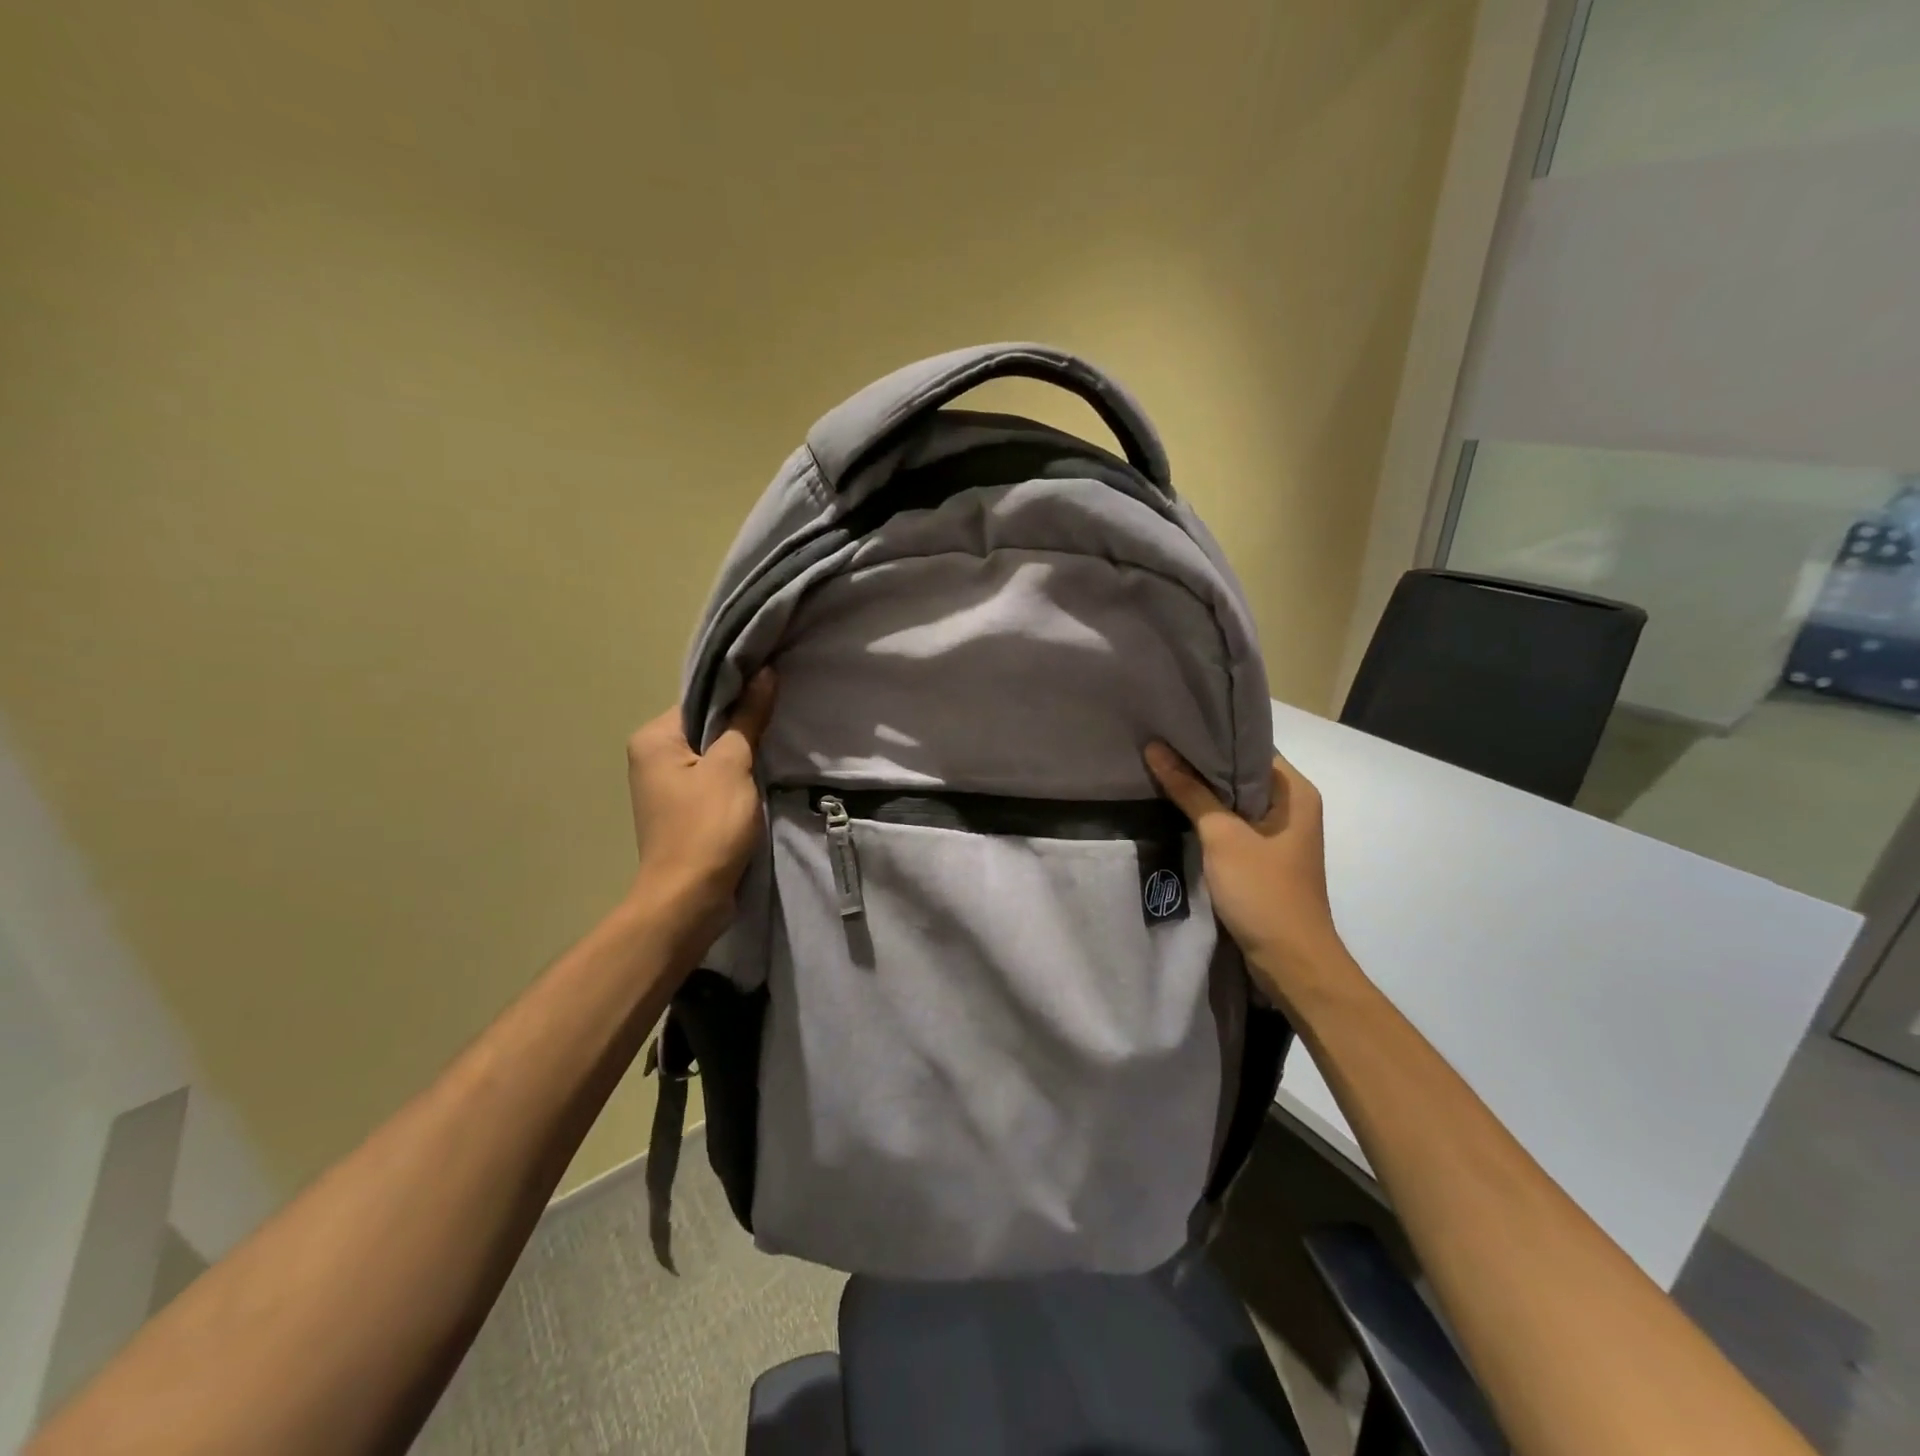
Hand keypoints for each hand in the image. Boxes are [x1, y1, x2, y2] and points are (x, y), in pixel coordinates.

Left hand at [626, 670, 775, 943]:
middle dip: (743, 723)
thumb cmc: (707, 826)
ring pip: (713, 755)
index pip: (701, 699)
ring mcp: (667, 787)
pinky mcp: (684, 811)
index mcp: (653, 739)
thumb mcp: (733, 766)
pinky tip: (764, 775)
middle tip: (783, 715)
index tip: (775, 688)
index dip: (738, 692)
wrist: (690, 898)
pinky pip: (714, 780)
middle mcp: (652, 757)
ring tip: (779, 742)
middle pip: (707, 726)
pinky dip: (738, 777)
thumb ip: (748, 718)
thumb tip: (763, 673)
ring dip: (743, 752)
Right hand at [1144, 743, 1347, 992]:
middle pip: (1241, 773)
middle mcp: (1292, 807)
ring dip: (1203, 792)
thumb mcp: (1222, 836)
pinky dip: (1209, 818)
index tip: (1175, 725)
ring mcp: (1279, 835)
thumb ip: (1190, 791)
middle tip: (1160, 744)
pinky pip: (1234, 826)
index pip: (1251, 747)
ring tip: (1161, 771)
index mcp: (1295, 792)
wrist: (1291, 961)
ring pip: (1235, 801)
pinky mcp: (1264, 858)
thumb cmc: (1263, 890)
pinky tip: (1177, 810)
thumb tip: (1156, 748)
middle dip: (1202, 763)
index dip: (1214, 736)